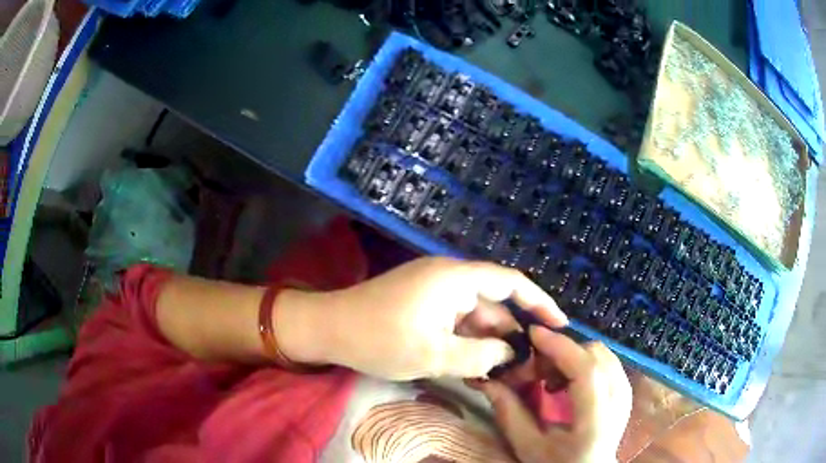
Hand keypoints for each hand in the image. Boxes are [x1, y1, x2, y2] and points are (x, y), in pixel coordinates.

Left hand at [284, 257, 567, 380]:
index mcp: (454, 279)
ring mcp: (433, 292)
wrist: (326, 329)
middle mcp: (448, 278)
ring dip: (486, 343)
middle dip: (509, 335)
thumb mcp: (433, 355)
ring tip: (501, 375)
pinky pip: (454, 322)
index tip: (558, 325)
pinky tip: (474, 367)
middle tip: (525, 367)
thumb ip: (479, 356)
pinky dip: (466, 342)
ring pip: (473, 318)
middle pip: (492, 305)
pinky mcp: (421, 305)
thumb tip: (508, 354)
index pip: (510, 282)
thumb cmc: (378, 339)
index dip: (538, 301)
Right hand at [478, 327, 630, 462]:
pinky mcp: (625, 388)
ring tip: (548, 376)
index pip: (587, 370)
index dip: (560, 346)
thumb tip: (489, 380)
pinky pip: (606, 360)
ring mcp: (626, 392)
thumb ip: (510, 413)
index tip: (532, 334)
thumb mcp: (528, 446)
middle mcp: (619, 400)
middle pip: (595, 355)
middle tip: (534, 366)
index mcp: (596, 420)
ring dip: (572, 355)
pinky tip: (566, 379)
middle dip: (562, 351)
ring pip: (601, 353)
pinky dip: (583, 360)